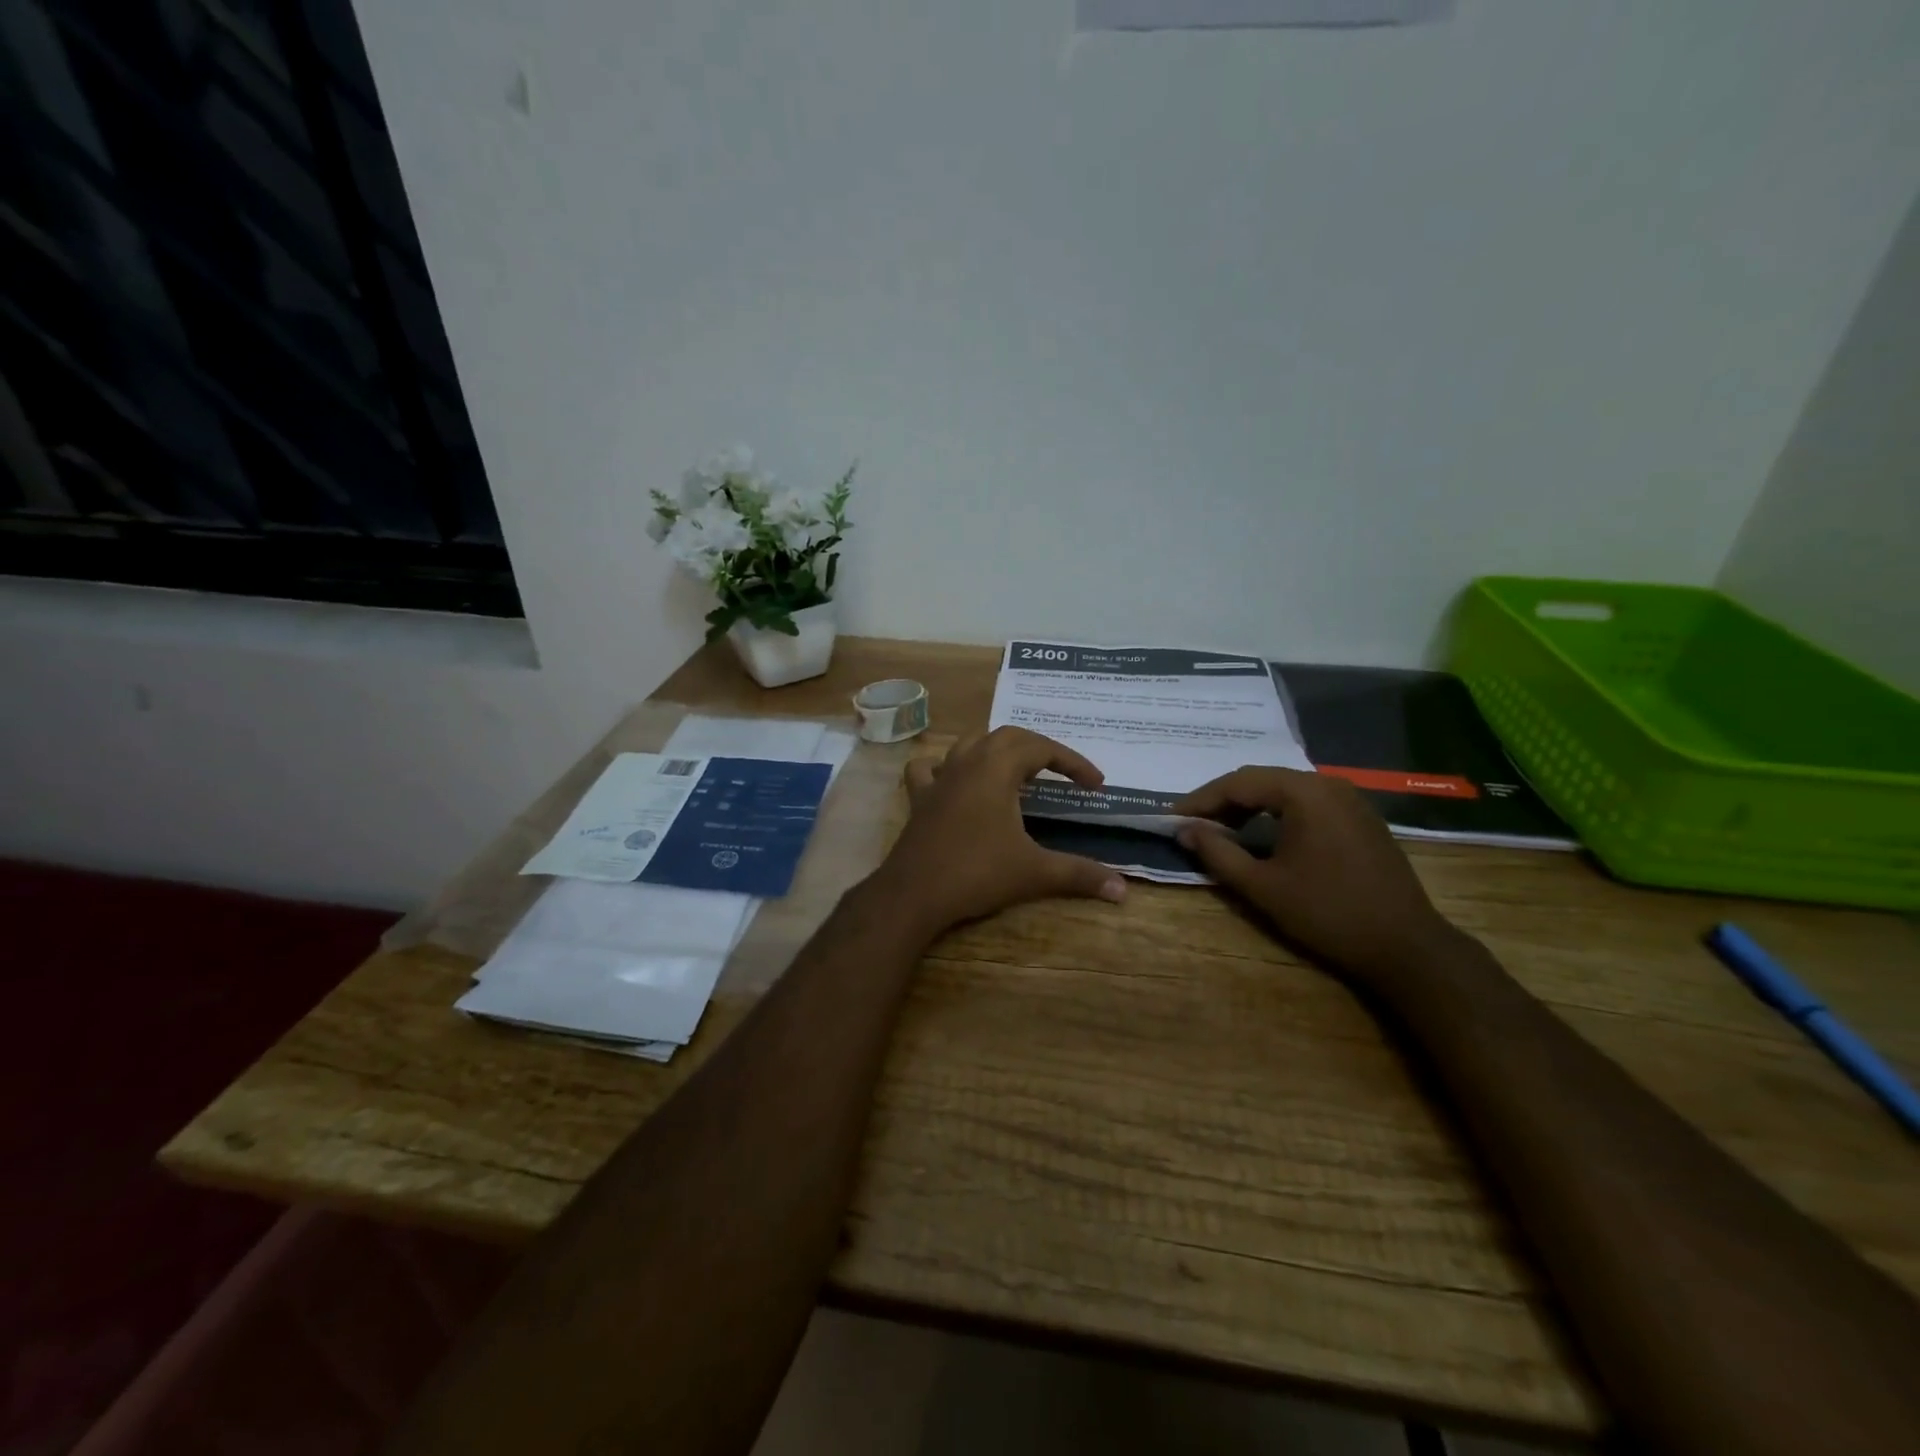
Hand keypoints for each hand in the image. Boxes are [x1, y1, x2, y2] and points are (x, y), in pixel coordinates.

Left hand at [875, 727, 1126, 936]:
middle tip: (1062, 773)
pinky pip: (931, 768)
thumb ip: (1079, 875)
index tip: (1095, 785)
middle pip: (1007, 737)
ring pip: (969, 743)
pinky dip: (946, 766)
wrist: (913, 894)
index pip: (1042, 748)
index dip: (1073, 763)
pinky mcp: (919, 798)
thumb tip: (1123, 890)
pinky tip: (955, 781)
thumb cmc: (976, 874)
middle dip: (1039, 749)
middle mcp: (966, 762)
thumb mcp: (1034, 873)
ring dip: (996, 749)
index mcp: (996, 768)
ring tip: (1016, 770)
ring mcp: (939, 778)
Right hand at [1173, 767, 1463, 985]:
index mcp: (1304, 793)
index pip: (1239, 782)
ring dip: (1249, 806)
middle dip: (1223, 800)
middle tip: (1193, 824)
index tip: (1172, 818)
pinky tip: (1262, 836)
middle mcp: (1328, 784)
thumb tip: (1185, 829)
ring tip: (1221, 830)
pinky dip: (1277, 814)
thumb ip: (1218, 853)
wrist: (1406, 947)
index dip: (1201, 799)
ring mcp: (1350, 799)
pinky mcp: (1361, 818)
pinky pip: (1307, 803)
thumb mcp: (1262, 886)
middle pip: (1262, 780)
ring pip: (1284, 790)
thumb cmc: (1327, 913)